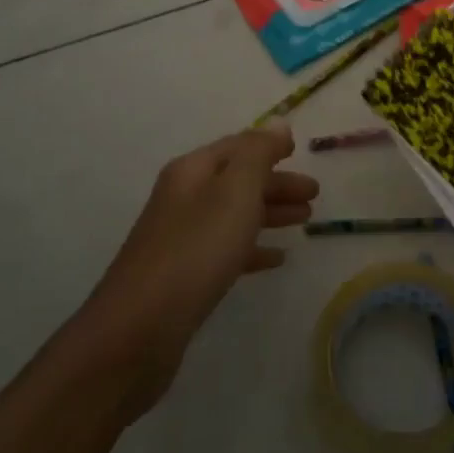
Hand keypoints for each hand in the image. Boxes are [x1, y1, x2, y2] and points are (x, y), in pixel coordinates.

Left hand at [90, 122, 317, 400]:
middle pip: (237, 180)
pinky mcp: (185, 276)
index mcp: (193, 171)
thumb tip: (278, 123)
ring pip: (235, 215)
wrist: (139, 330)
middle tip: (314, 194)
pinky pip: (227, 250)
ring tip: (305, 220)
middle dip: (276, 183)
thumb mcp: (235, 192)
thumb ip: (258, 154)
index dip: (269, 146)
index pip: (237, 146)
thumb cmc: (195, 250)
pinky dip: (253, 248)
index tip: (301, 151)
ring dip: (270, 212)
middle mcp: (184, 198)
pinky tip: (276, 259)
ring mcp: (182, 238)